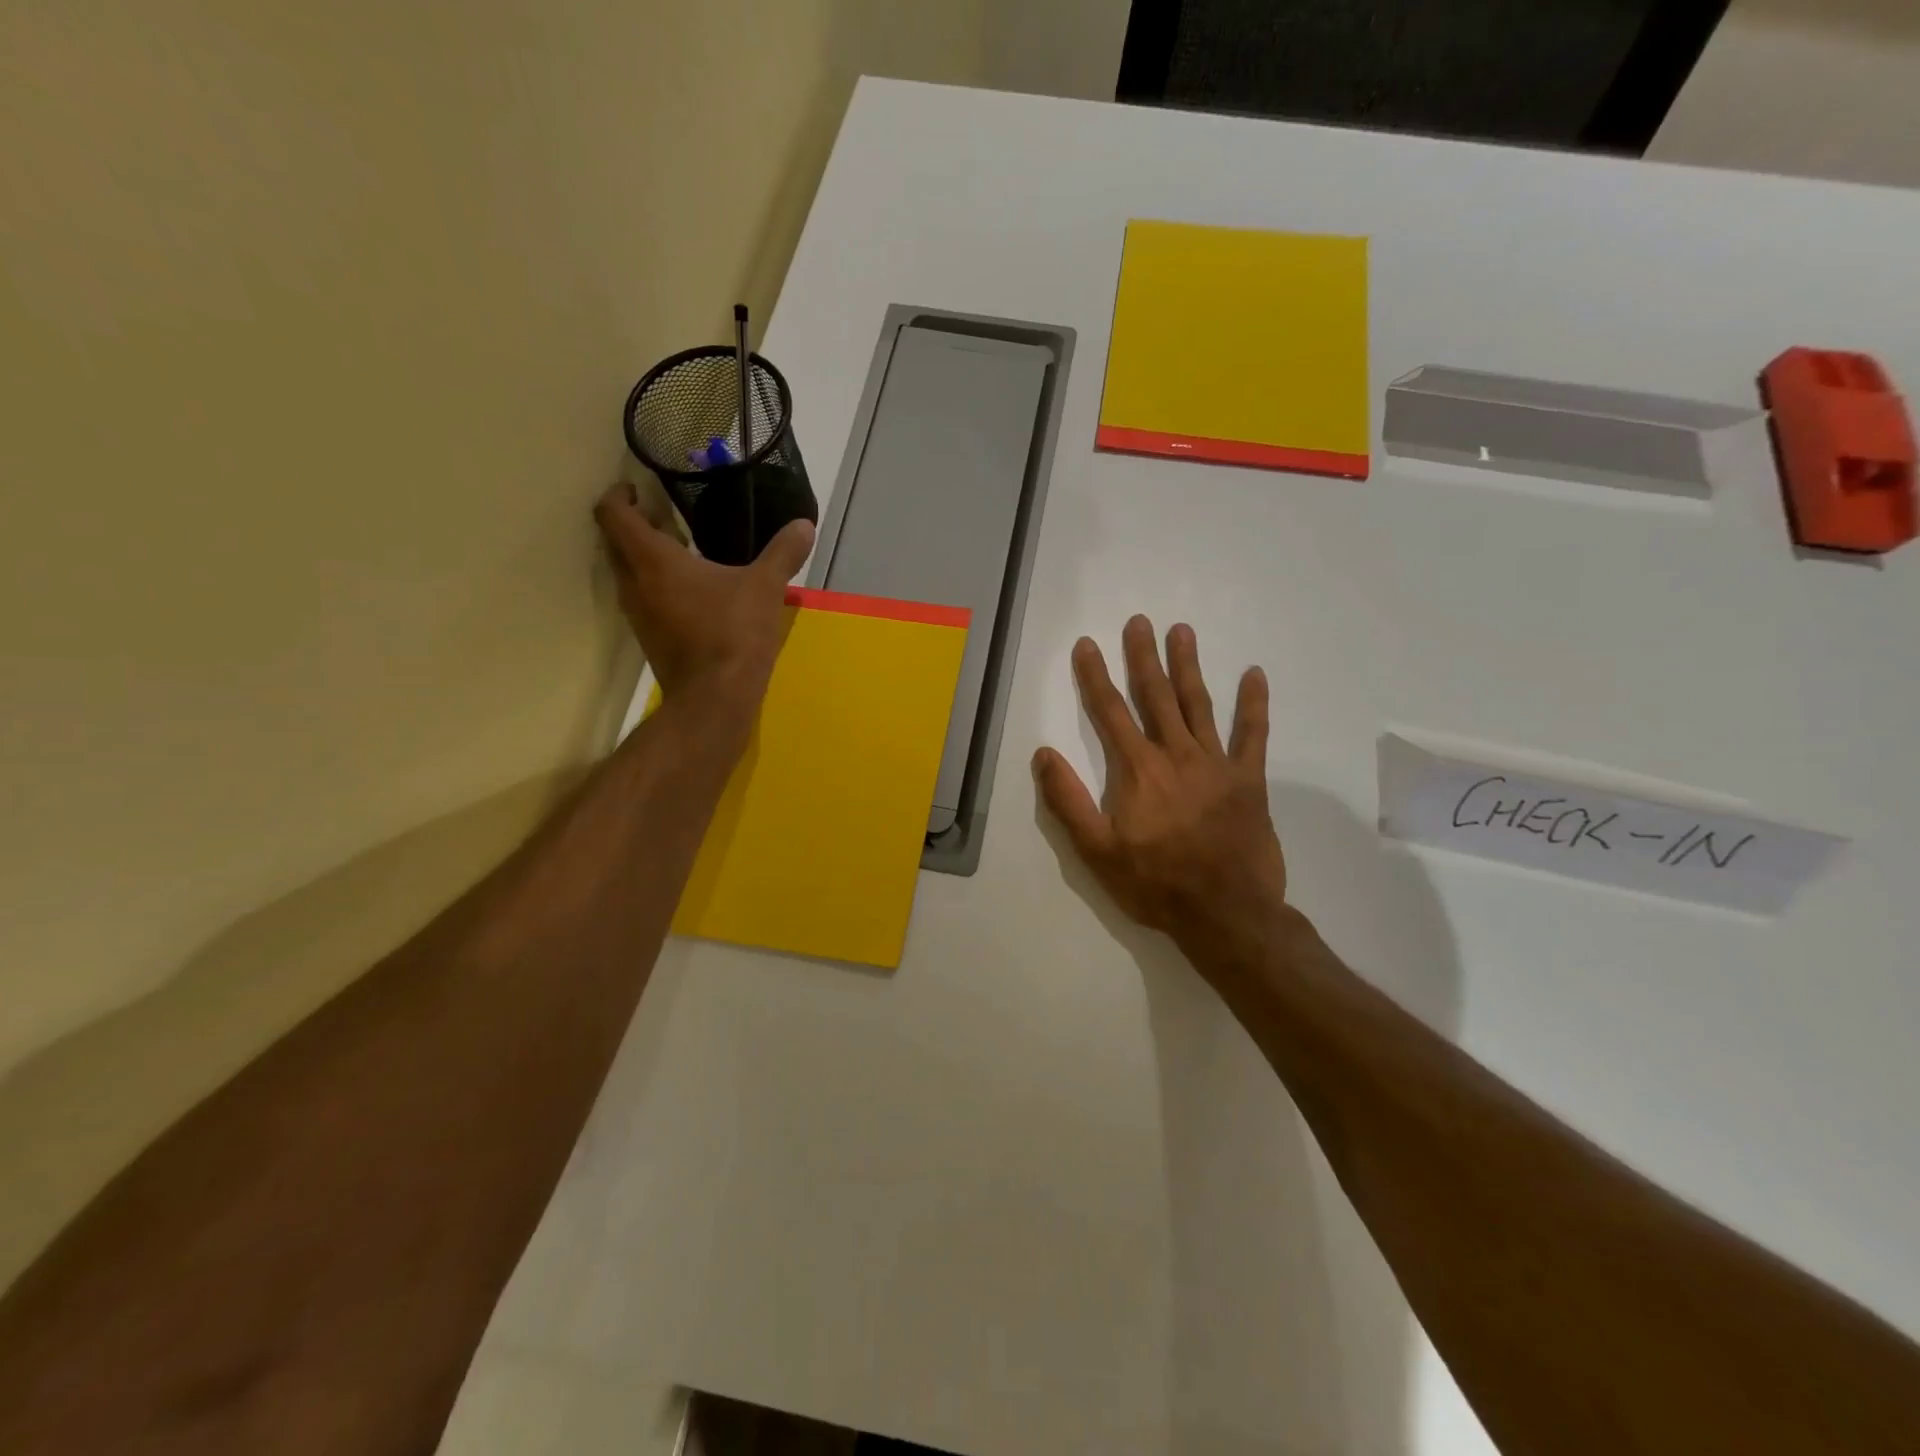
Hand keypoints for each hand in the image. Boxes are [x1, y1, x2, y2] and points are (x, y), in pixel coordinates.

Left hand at [594, 484, 813, 711]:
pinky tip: (692, 594)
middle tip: (666, 519)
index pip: (614, 515)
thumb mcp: (765, 587)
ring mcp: (638, 616)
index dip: (619, 495)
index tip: (637, 489)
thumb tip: (805, 525)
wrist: (716, 697)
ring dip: (644, 559)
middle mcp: (634, 584)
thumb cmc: (733, 632)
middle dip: (634, 526)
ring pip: (627, 575)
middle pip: (615, 543)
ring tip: (682, 554)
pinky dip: (656, 588)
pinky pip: (643, 601)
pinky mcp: (649, 640)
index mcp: (653, 560)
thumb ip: (783, 552)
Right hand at [1033, 616, 1293, 969]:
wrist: (1225, 914)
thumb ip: (1068, 800)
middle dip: (1143, 657)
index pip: (1110, 712)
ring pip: (1199, 704)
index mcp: (1137, 770)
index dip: (1095, 676)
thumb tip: (1044, 753)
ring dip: (1188, 666)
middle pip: (1156, 696)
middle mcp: (1176, 755)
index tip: (1087, 644)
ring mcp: (1216, 764)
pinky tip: (1255, 674)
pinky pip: (1253, 735)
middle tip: (1139, 621)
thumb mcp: (1096, 851)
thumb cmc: (1155, 884)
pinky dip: (1254, 704)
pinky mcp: (1249, 780)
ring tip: (1181, 630)